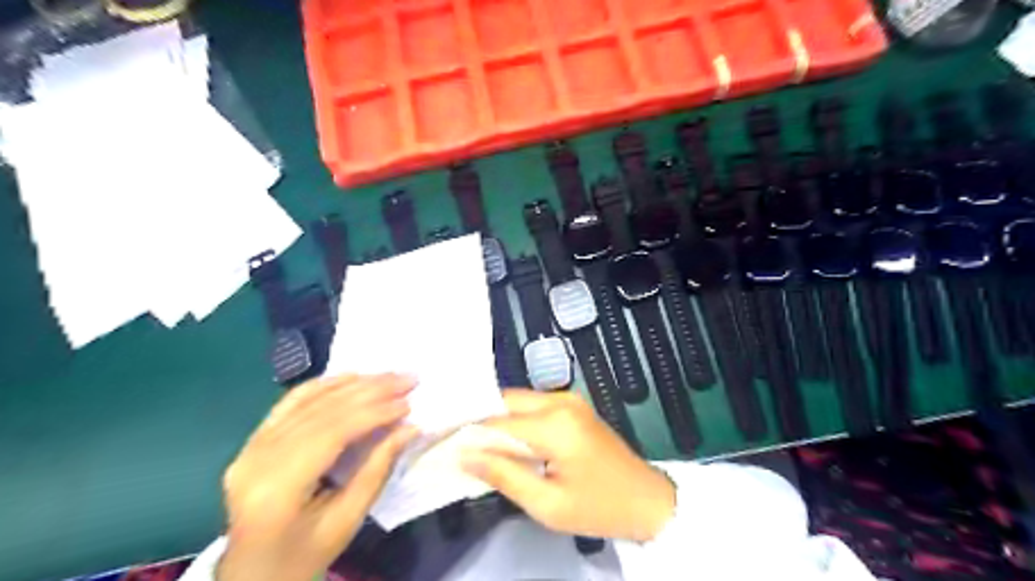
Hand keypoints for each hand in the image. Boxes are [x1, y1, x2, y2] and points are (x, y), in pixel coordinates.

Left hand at [215, 372, 417, 580]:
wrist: (251, 577)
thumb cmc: (302, 558)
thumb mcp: (346, 521)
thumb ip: (377, 470)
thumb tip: (410, 428)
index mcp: (277, 488)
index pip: (332, 433)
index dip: (374, 413)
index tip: (409, 403)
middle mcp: (257, 459)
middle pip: (322, 411)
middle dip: (371, 391)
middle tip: (408, 379)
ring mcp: (250, 447)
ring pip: (308, 400)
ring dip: (353, 383)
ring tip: (389, 376)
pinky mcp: (253, 442)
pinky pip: (291, 402)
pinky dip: (324, 385)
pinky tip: (351, 376)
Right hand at [462, 387, 675, 541]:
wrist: (646, 499)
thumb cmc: (598, 507)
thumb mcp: (547, 504)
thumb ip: (504, 475)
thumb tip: (464, 454)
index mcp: (555, 424)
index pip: (497, 422)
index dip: (467, 433)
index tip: (441, 442)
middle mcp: (560, 401)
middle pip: (506, 401)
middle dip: (480, 419)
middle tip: (456, 442)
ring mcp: (569, 400)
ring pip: (518, 401)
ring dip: (497, 419)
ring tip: (475, 443)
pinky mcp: (573, 406)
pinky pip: (533, 406)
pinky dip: (516, 420)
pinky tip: (505, 440)